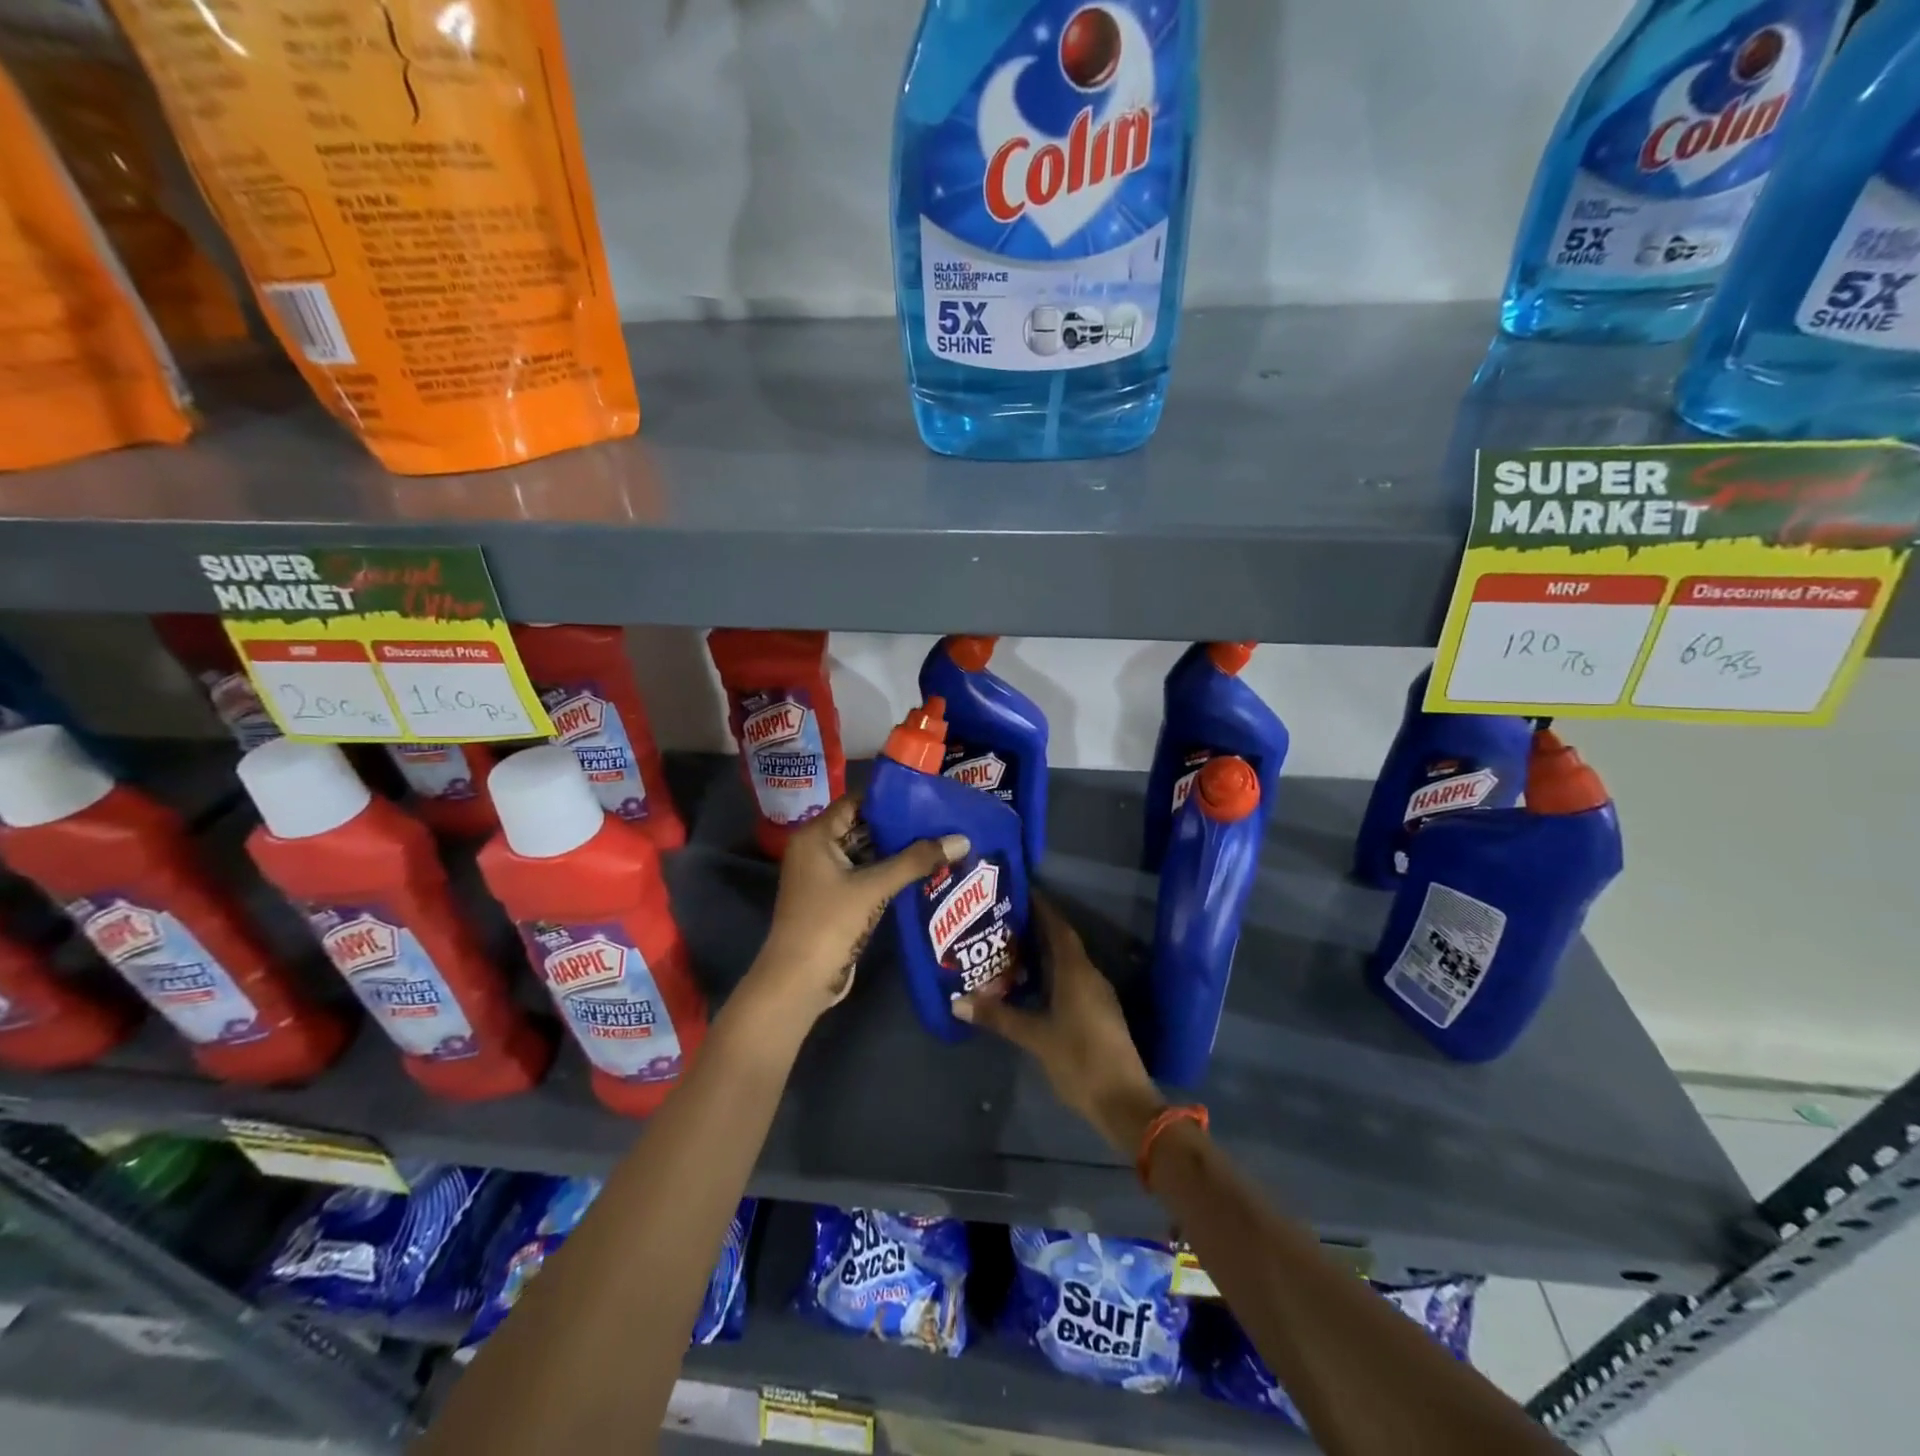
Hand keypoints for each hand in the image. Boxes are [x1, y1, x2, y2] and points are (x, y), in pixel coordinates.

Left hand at [742, 794, 967, 1028]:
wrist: (798, 982)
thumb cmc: (829, 924)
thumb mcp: (874, 888)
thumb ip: (916, 861)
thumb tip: (961, 839)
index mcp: (816, 835)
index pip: (856, 801)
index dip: (890, 799)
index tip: (927, 799)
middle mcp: (816, 849)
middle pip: (862, 826)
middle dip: (899, 826)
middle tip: (940, 821)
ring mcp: (824, 875)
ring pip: (865, 853)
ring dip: (897, 851)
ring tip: (939, 843)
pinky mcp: (834, 898)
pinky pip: (865, 875)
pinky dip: (888, 872)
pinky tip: (921, 872)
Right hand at [954, 897, 1165, 1156]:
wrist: (1124, 1101)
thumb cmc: (1079, 1060)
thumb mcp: (1034, 1037)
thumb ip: (998, 1017)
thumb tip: (958, 1002)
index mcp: (1076, 971)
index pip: (1057, 927)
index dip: (1040, 907)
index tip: (1017, 891)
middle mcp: (1089, 975)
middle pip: (1061, 941)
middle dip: (1035, 928)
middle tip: (1002, 919)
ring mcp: (1097, 995)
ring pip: (1067, 962)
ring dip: (1042, 952)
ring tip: (1009, 947)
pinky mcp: (1098, 1012)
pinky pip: (1071, 980)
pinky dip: (1050, 973)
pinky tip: (1029, 983)